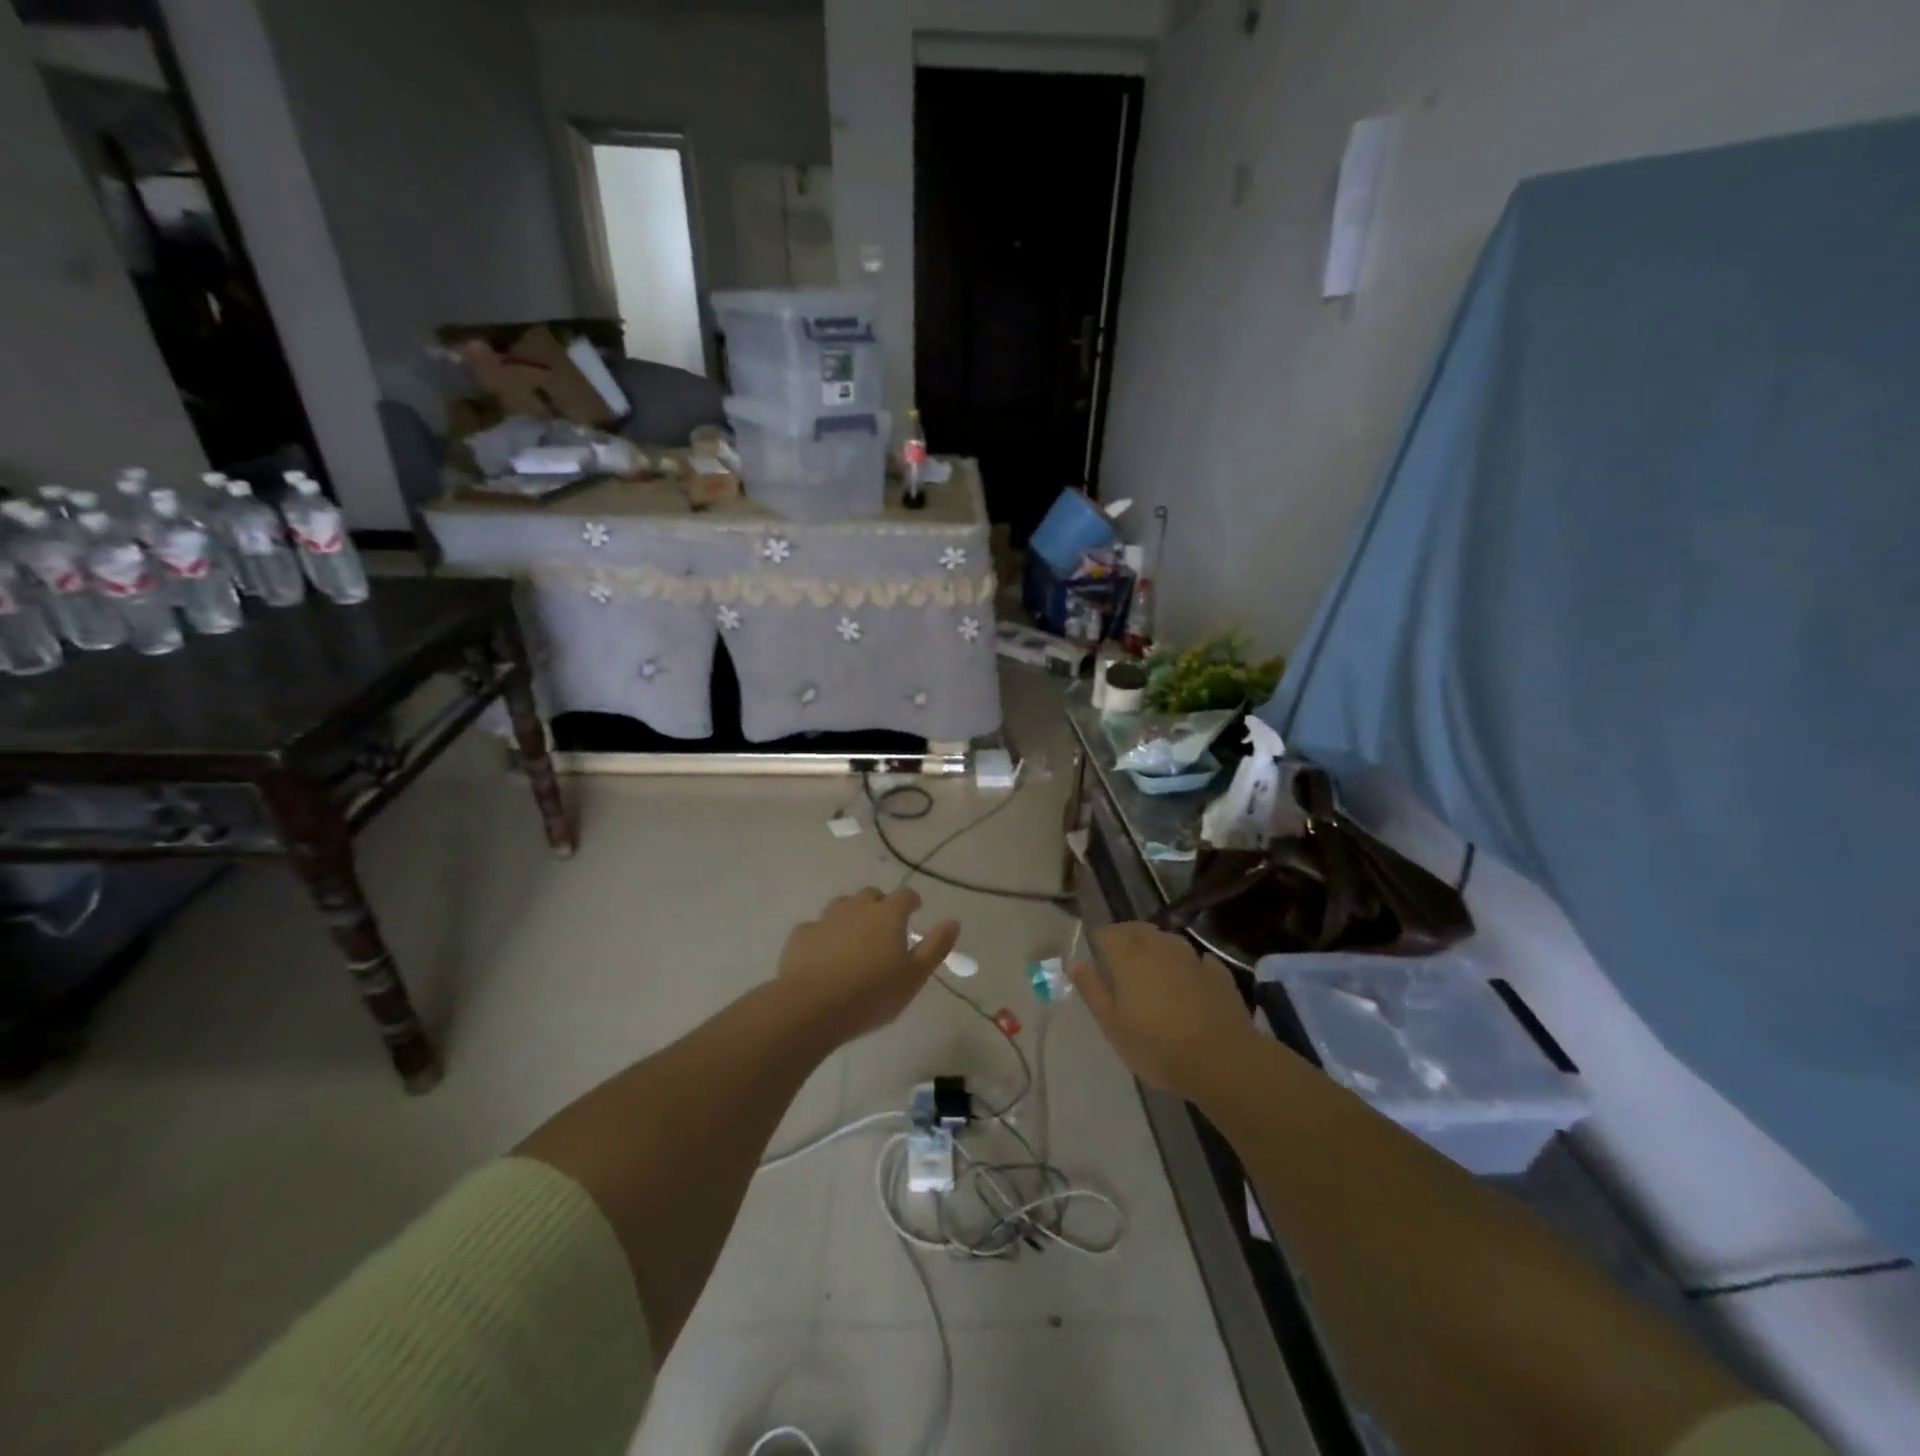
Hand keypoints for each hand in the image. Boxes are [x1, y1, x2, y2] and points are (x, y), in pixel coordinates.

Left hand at [776, 888, 959, 1044]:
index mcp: (887, 915)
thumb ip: (935, 947)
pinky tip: (823, 953)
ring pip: (842, 906)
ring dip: (851, 915)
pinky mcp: (801, 936)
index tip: (915, 910)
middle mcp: (857, 908)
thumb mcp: (914, 977)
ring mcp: (826, 919)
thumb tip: (953, 922)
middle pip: (871, 895)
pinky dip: (824, 935)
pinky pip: (816, 927)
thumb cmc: (871, 994)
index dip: (911, 901)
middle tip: (885, 926)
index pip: (905, 896)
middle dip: (880, 905)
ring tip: (855, 938)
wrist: (811, 1006)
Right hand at [1070, 922, 1256, 1100]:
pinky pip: (1198, 960)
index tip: (1098, 962)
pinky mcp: (1218, 973)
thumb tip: (1075, 963)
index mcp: (1129, 957)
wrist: (1221, 1060)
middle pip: (1139, 929)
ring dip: (1158, 948)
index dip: (1100, 943)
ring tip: (1154, 973)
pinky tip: (1190, 982)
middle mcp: (1160, 947)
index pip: (1108, 933)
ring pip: (1169, 940)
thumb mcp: (1112, 1025)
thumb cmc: (1156, 1046)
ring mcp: (1192, 958)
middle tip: (1122, 965)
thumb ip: (1092, 990)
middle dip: (1127, 939)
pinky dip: (1189, 966)